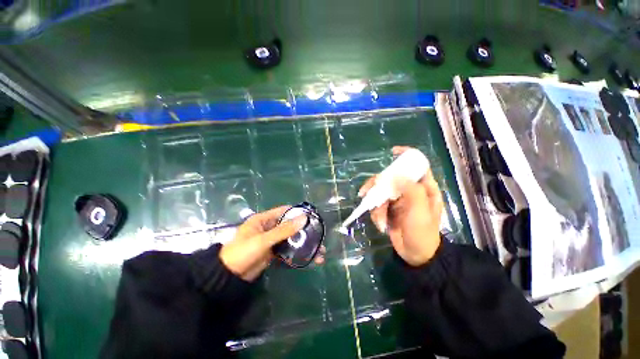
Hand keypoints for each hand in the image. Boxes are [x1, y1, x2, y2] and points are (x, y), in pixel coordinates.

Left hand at [220, 206, 324, 280]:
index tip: (312, 217)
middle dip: (305, 232)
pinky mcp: (273, 253)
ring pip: (291, 239)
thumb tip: (304, 218)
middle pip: (290, 226)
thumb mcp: (263, 240)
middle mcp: (269, 228)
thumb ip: (283, 230)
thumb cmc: (242, 253)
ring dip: (304, 244)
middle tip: (319, 237)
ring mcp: (272, 241)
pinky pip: (288, 250)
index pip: (284, 211)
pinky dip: (297, 254)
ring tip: (319, 251)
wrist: (228, 278)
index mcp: (264, 219)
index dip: (298, 212)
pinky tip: (309, 259)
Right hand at [359, 146, 442, 265]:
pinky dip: (376, 214)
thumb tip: (394, 175)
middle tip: (367, 193)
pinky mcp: (388, 208)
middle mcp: (409, 190)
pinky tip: (381, 225)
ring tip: (380, 220)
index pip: (417, 164)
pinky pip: (377, 204)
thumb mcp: (420, 211)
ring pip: (380, 192)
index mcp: (423, 187)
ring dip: (377, 206)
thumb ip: (410, 190)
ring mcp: (397, 199)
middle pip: (390, 177)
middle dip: (377, 187)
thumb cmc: (423, 232)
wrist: (416, 255)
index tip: (392, 153)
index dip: (406, 155)